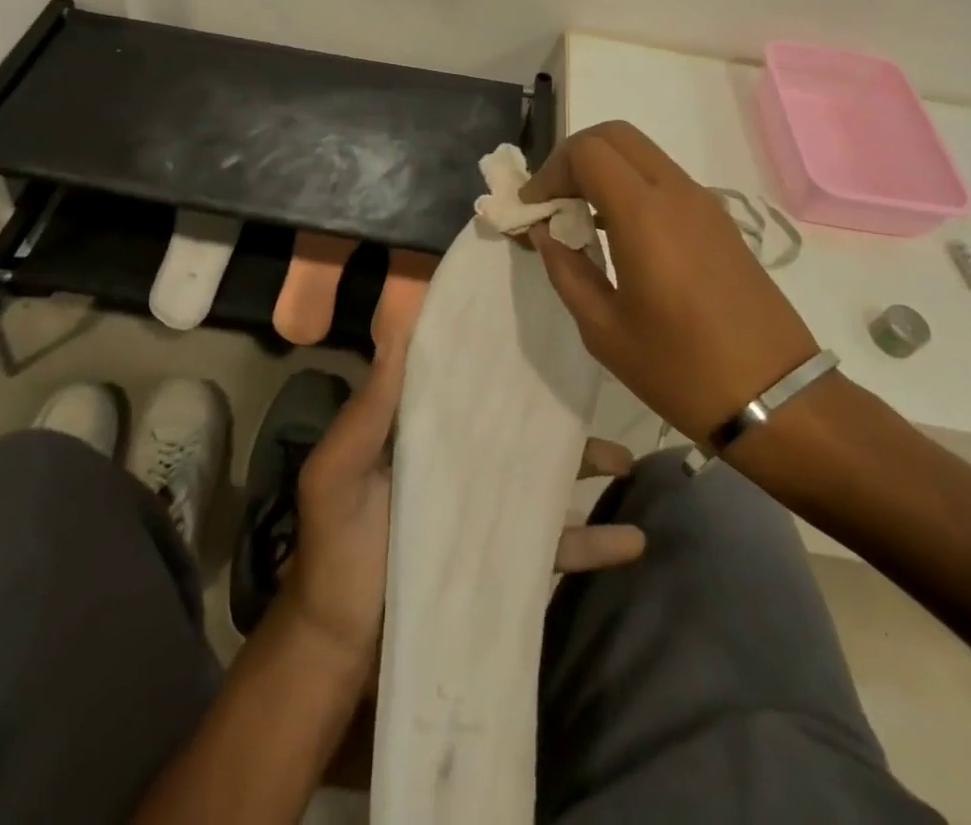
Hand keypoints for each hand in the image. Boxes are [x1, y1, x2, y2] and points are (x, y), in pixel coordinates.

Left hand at [288, 339, 645, 666]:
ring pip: (543, 477)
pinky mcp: (503, 558)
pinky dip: (594, 541)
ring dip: (586, 466)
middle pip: (514, 425)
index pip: (461, 381)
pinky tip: (634, 539)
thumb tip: (397, 327)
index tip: (533, 323)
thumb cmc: (337, 549)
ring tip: (629, 460)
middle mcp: (458, 461)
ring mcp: (484, 510)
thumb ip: (369, 409)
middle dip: (554, 409)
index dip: (491, 354)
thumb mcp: (338, 472)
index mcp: (420, 431)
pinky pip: (555, 543)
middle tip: (595, 390)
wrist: (345, 647)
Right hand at [523, 120, 819, 443]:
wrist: (775, 398)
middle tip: (554, 202)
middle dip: (574, 158)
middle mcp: (677, 193)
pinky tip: (619, 234)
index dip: (550, 171)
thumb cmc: (679, 369)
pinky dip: (631, 185)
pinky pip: (665, 179)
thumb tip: (545, 232)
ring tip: (580, 219)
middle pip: (615, 135)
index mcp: (645, 215)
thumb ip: (566, 269)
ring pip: (642, 154)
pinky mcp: (720, 220)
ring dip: (604, 170)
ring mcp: (705, 203)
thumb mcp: (603, 329)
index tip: (534, 210)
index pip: (587, 151)